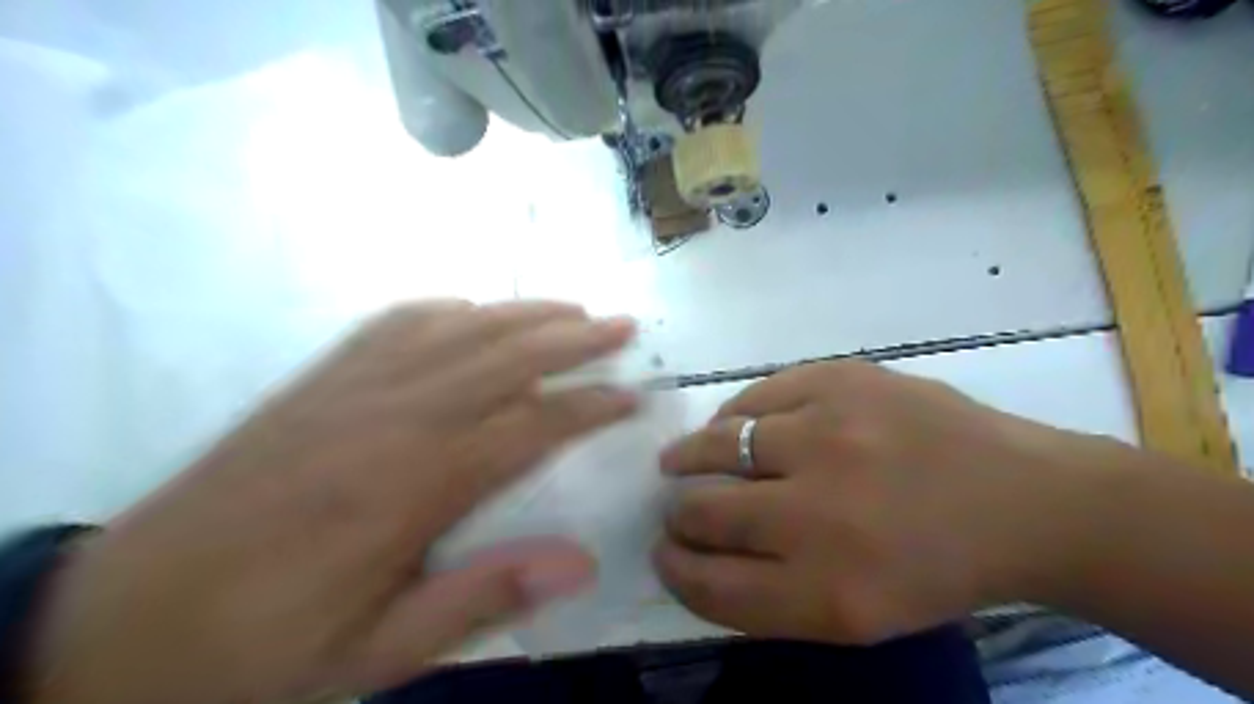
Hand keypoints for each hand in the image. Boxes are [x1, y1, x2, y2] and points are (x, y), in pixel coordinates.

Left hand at [25, 300, 637, 703]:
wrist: (117, 622)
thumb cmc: (260, 648)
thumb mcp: (375, 653)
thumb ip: (481, 600)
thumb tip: (580, 563)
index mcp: (411, 487)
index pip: (529, 427)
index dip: (588, 408)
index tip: (633, 397)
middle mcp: (391, 418)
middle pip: (504, 358)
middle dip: (573, 339)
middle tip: (623, 326)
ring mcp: (349, 389)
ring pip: (457, 330)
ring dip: (522, 314)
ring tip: (572, 310)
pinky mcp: (317, 381)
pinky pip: (394, 325)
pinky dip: (447, 310)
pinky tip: (473, 311)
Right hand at [657, 364, 1104, 642]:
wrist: (1022, 499)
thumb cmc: (936, 567)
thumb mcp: (856, 616)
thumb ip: (768, 595)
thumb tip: (695, 553)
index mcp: (828, 592)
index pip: (711, 585)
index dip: (675, 569)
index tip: (664, 552)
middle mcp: (819, 512)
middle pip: (704, 512)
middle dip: (678, 514)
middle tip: (677, 508)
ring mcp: (830, 434)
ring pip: (717, 444)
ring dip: (691, 456)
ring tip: (686, 458)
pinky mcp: (841, 380)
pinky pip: (754, 397)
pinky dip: (733, 417)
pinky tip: (735, 426)